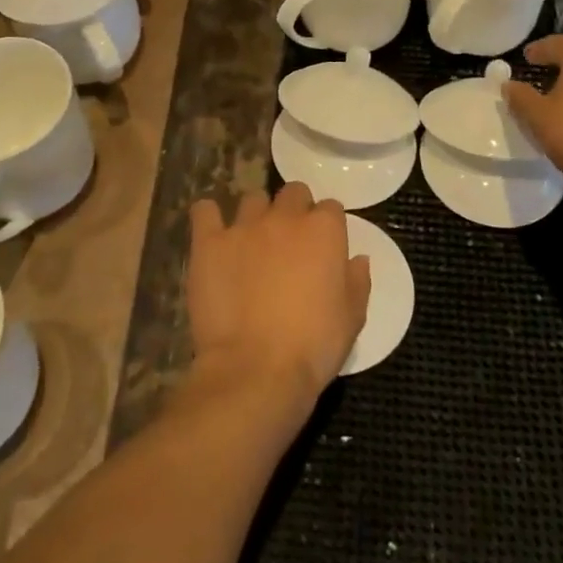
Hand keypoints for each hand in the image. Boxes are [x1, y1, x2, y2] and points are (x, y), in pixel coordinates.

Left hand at [186, 184, 371, 407]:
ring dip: (257, 214)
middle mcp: (284, 218)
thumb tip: (358, 259)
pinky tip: (212, 233)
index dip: (328, 227)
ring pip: (253, 199)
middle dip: (295, 209)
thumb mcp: (352, 319)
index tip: (324, 249)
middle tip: (290, 242)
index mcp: (324, 231)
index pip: (331, 208)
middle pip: (293, 193)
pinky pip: (205, 212)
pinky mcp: (209, 242)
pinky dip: (209, 217)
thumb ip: (356, 281)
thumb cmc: (313, 346)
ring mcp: (244, 227)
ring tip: (253, 242)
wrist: (256, 369)